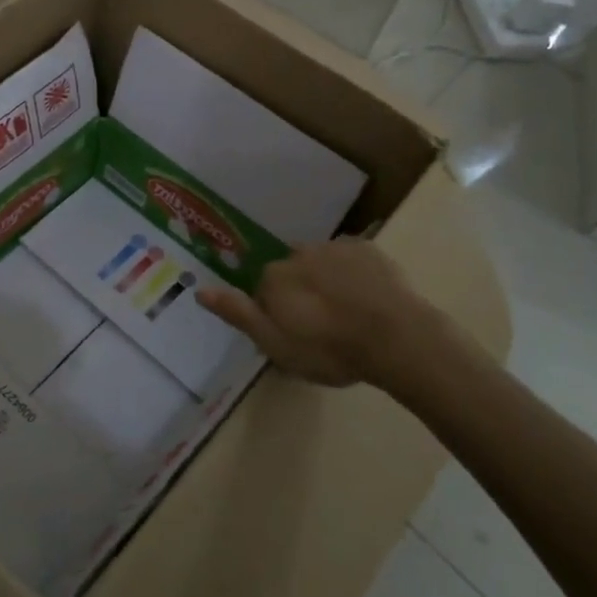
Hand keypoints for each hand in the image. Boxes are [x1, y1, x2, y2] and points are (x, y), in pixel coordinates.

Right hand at [199, 238, 442, 391]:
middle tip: (323, 328)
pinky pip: (352, 259)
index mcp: (274, 277)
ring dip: (327, 282)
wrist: (397, 338)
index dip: (277, 314)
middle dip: (301, 293)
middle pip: (292, 273)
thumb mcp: (275, 344)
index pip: (264, 291)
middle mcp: (299, 253)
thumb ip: (239, 314)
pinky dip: (354, 275)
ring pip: (322, 263)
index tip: (296, 337)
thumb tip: (200, 291)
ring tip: (349, 315)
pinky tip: (368, 300)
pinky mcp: (368, 249)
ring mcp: (336, 247)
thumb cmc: (330, 349)